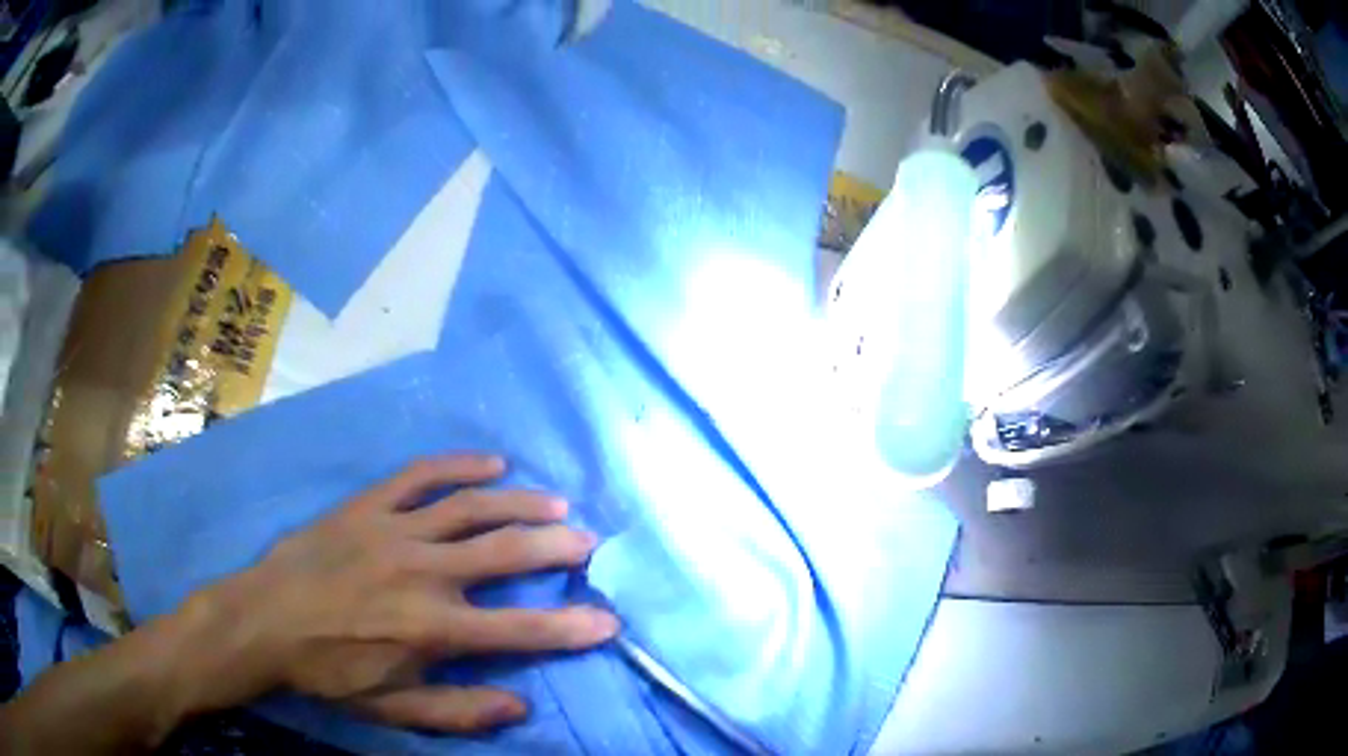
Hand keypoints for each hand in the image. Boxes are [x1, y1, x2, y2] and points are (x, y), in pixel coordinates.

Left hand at [183, 454, 617, 731]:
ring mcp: (394, 530)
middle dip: (555, 547)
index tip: (609, 621)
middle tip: (590, 542)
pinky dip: (458, 465)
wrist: (264, 619)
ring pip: (470, 507)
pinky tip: (492, 463)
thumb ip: (457, 711)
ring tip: (556, 502)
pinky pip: (420, 476)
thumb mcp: (391, 708)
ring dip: (519, 502)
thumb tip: (519, 705)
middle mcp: (422, 572)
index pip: (518, 630)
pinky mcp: (369, 505)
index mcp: (430, 628)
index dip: (570, 628)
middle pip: (503, 552)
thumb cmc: (329, 670)